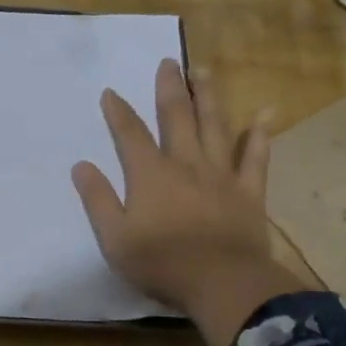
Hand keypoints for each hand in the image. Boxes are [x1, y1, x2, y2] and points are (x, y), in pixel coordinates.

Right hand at [71, 58, 300, 345]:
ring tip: (204, 72)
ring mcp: (220, 175)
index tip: (111, 91)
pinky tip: (264, 115)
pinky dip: (259, 136)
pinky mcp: (248, 192)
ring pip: (214, 127)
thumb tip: (81, 165)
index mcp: (150, 175)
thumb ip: (97, 199)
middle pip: (176, 117)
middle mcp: (185, 164)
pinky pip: (255, 158)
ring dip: (208, 97)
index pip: (130, 134)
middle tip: (169, 61)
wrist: (223, 284)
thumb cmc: (162, 263)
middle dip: (170, 88)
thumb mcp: (114, 238)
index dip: (118, 112)